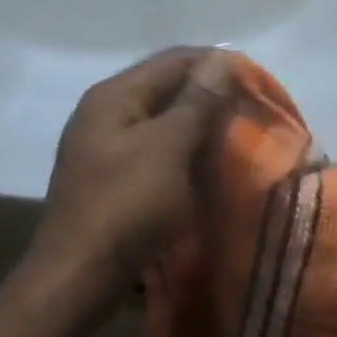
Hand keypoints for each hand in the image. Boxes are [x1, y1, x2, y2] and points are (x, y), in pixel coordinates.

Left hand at [33, 48, 235, 292]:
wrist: (77, 277)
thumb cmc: (126, 206)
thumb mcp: (168, 148)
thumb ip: (197, 102)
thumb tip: (223, 59)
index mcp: (114, 95)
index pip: (174, 60)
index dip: (217, 64)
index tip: (259, 82)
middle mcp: (104, 112)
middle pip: (166, 88)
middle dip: (210, 96)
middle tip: (252, 112)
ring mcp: (104, 146)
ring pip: (162, 121)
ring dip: (198, 125)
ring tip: (236, 138)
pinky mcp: (110, 178)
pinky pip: (154, 150)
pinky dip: (182, 152)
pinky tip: (205, 166)